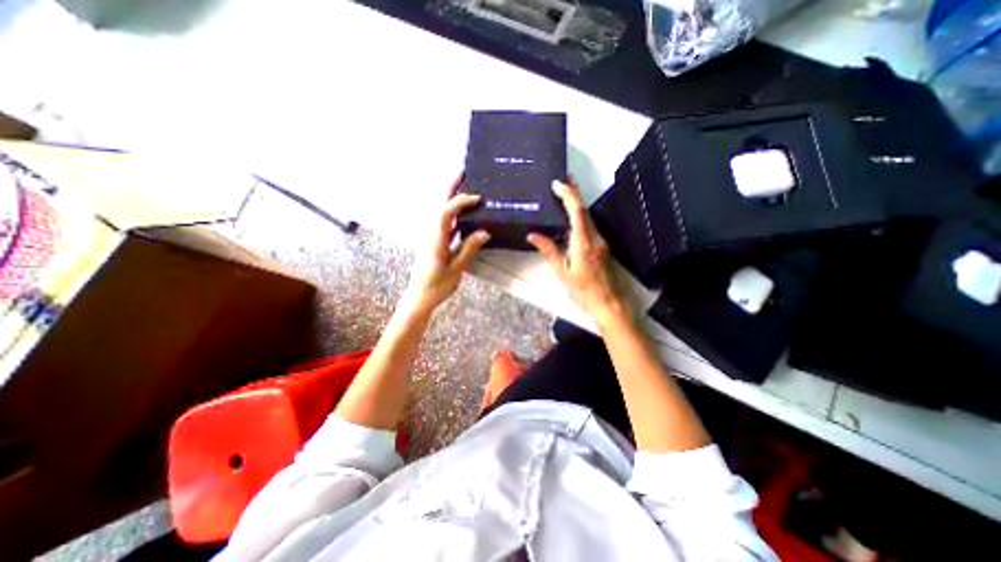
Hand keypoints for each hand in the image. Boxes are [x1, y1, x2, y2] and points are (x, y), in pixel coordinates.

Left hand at [401, 187, 488, 312]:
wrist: (419, 297)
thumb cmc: (437, 286)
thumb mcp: (457, 269)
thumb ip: (469, 248)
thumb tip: (484, 232)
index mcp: (435, 240)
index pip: (446, 213)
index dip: (460, 202)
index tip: (477, 199)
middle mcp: (430, 234)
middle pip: (440, 206)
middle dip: (450, 188)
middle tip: (462, 173)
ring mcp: (431, 238)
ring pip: (441, 213)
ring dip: (452, 200)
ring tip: (465, 190)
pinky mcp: (433, 243)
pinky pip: (444, 224)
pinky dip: (453, 216)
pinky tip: (463, 217)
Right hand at [527, 179, 626, 325]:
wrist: (608, 302)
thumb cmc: (583, 290)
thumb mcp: (562, 272)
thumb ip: (549, 251)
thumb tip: (533, 235)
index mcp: (583, 243)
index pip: (576, 212)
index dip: (568, 195)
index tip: (558, 184)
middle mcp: (595, 237)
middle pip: (585, 210)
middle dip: (574, 193)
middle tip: (563, 180)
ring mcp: (601, 241)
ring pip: (588, 217)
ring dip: (577, 204)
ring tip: (566, 194)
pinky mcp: (602, 247)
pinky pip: (590, 226)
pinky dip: (580, 217)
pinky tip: (572, 218)